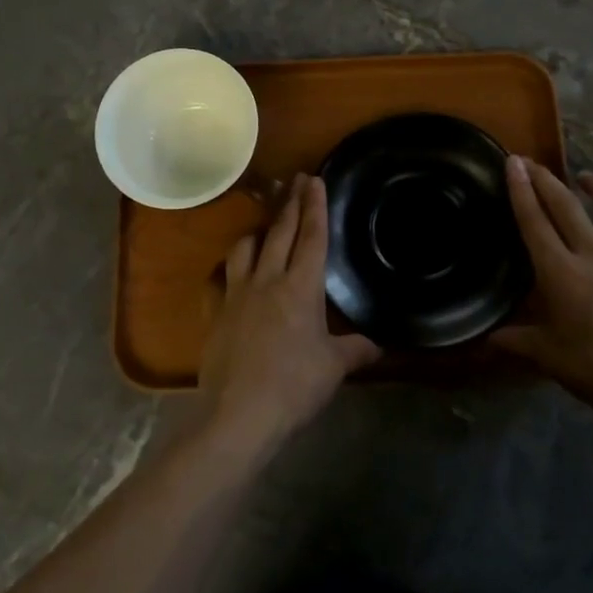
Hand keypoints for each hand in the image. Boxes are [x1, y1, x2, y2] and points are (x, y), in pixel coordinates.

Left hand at [198, 174, 379, 458]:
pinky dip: (225, 270)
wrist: (239, 413)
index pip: (311, 236)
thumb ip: (355, 350)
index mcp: (301, 287)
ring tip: (265, 226)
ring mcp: (236, 294)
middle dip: (290, 203)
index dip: (315, 206)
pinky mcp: (215, 312)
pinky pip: (218, 280)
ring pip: (245, 248)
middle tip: (296, 180)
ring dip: (257, 232)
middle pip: (279, 231)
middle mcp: (267, 279)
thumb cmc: (294, 386)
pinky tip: (228, 273)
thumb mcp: (334, 368)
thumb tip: (377, 345)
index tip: (315, 179)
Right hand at [494, 156, 592, 431]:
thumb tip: (486, 338)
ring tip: (585, 177)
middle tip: (532, 162)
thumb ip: (516, 341)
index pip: (534, 221)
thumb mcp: (548, 358)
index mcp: (560, 272)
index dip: (520, 190)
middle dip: (546, 180)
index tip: (512, 162)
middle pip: (567, 207)